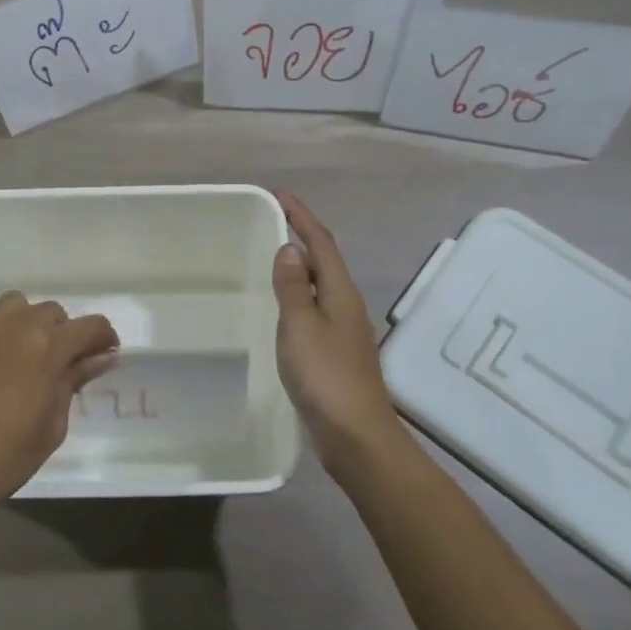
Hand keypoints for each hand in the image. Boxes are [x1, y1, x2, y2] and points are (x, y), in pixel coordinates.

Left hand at [0, 293, 118, 536]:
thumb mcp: (49, 429)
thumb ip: (72, 384)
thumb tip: (97, 359)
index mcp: (46, 347)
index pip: (90, 326)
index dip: (104, 339)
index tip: (105, 356)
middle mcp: (13, 325)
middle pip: (52, 312)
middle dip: (64, 334)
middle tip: (60, 367)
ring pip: (15, 307)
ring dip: (27, 325)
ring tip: (23, 358)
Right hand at [270, 190, 410, 477]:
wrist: (355, 434)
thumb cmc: (326, 376)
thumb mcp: (301, 326)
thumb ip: (294, 287)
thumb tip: (290, 248)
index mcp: (340, 292)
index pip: (321, 243)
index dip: (302, 216)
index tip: (281, 194)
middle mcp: (346, 305)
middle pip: (325, 260)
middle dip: (303, 235)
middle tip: (274, 219)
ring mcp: (344, 330)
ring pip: (322, 285)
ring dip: (302, 265)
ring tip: (277, 255)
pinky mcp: (336, 353)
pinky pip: (316, 309)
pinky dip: (300, 295)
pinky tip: (286, 307)